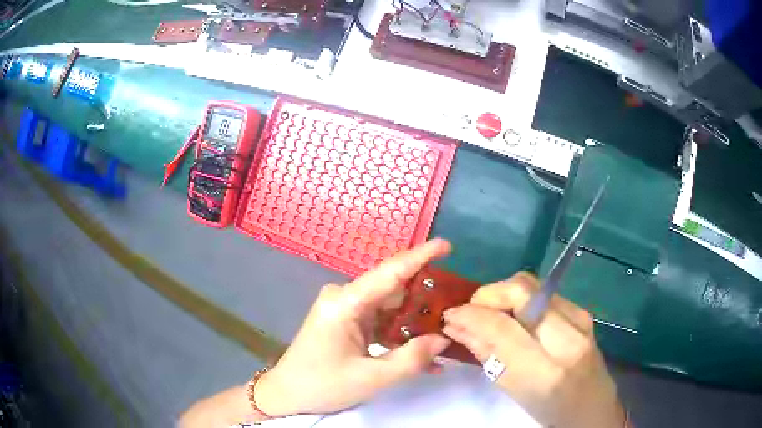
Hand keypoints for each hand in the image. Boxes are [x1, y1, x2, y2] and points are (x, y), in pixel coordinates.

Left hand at [256, 239, 452, 415]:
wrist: (288, 394)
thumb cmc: (323, 385)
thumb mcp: (372, 377)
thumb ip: (412, 359)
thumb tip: (444, 339)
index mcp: (345, 303)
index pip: (390, 273)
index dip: (420, 256)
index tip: (446, 245)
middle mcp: (345, 298)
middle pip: (393, 290)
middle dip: (425, 299)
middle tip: (457, 308)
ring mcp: (345, 309)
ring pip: (390, 308)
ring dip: (414, 322)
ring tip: (446, 334)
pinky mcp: (347, 321)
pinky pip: (380, 321)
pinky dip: (399, 334)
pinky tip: (421, 353)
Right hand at [443, 272, 624, 427]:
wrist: (593, 406)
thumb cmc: (550, 409)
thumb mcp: (513, 391)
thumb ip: (486, 355)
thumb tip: (456, 327)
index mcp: (547, 371)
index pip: (502, 327)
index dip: (471, 315)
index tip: (451, 315)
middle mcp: (568, 336)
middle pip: (521, 288)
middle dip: (488, 294)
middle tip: (472, 312)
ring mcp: (580, 318)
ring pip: (531, 284)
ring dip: (503, 295)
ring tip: (490, 316)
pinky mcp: (582, 310)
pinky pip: (543, 292)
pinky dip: (520, 300)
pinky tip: (515, 318)